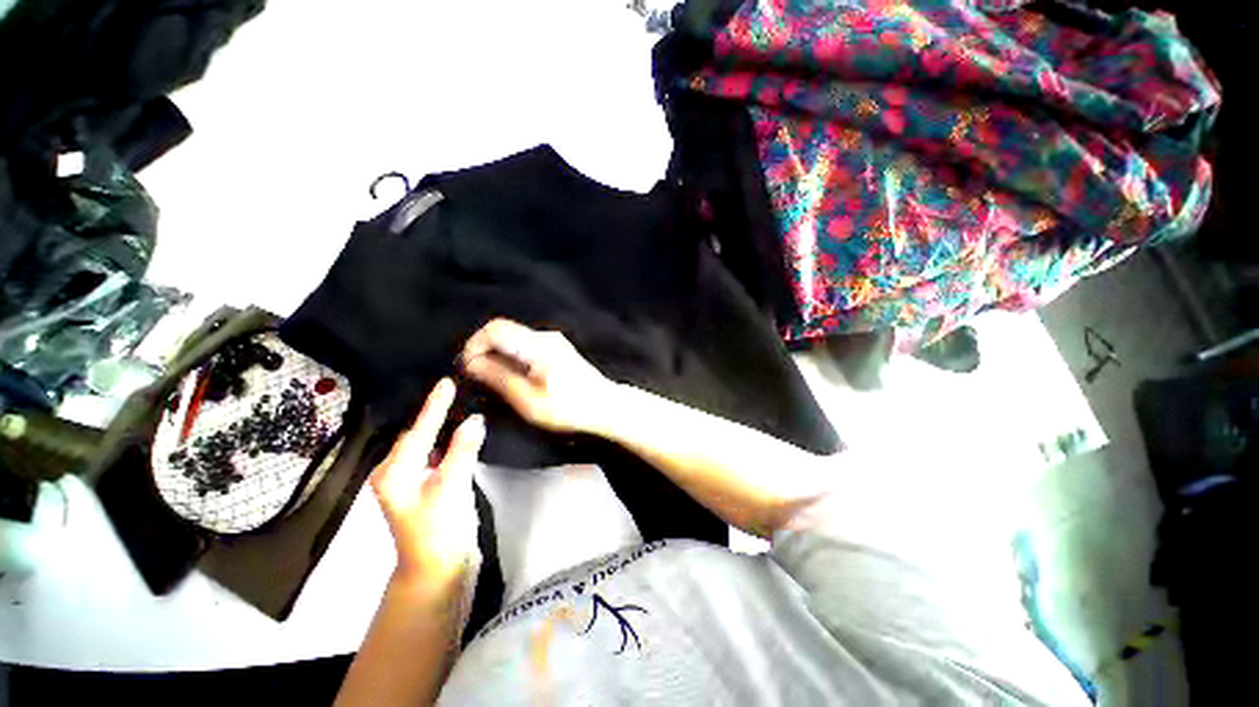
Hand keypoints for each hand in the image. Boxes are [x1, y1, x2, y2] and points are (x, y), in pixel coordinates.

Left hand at [370, 378, 484, 591]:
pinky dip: (448, 443)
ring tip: (458, 406)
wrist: (440, 571)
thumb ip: (463, 450)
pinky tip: (460, 435)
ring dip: (441, 426)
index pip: (419, 430)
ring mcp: (410, 483)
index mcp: (395, 472)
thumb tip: (474, 420)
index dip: (435, 405)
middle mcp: (397, 474)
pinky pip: (436, 456)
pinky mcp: (426, 489)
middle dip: (435, 412)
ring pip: (427, 445)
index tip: (447, 382)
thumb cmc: (440, 530)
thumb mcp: (452, 487)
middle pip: (418, 435)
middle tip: (454, 390)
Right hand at [460, 319, 614, 434]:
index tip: (469, 367)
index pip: (495, 329)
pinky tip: (514, 376)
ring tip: (494, 379)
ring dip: (498, 354)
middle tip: (478, 375)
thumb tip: (471, 362)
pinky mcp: (557, 348)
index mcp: (537, 345)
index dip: (475, 344)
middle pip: (503, 331)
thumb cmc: (569, 407)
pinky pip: (525, 345)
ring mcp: (553, 340)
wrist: (605, 405)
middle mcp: (545, 336)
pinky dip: (512, 356)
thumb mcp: (528, 399)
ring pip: (514, 338)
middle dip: (484, 349)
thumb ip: (498, 377)